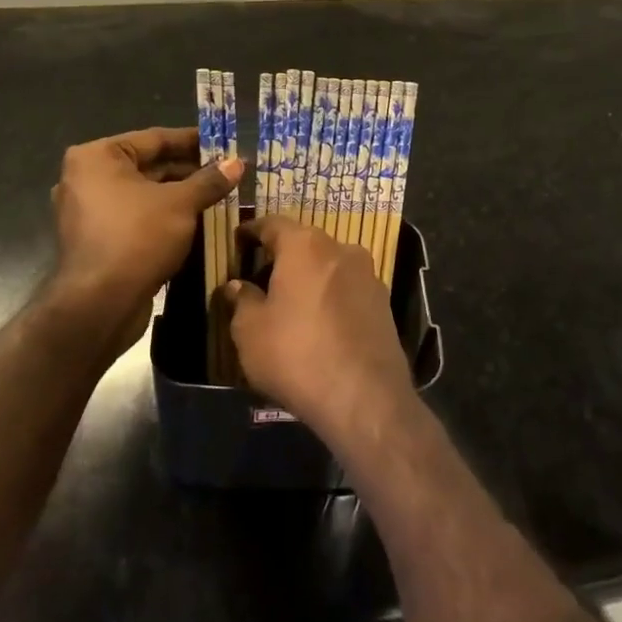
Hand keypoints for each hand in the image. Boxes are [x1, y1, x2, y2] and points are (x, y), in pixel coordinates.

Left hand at [49, 127, 242, 337]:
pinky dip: (164, 217)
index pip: (155, 139)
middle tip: (227, 173)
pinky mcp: (96, 240)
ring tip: (219, 196)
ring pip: (144, 195)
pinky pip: (136, 218)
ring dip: (180, 196)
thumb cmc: (137, 238)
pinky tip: (197, 222)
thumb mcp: (181, 204)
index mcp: (97, 157)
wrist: (100, 304)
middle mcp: (86, 178)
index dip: (193, 141)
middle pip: (148, 166)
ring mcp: (88, 211)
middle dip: (189, 171)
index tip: (224, 143)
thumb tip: (238, 163)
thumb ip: (209, 180)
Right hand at [225, 215, 415, 447]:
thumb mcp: (250, 331)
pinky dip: (330, 298)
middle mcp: (341, 249)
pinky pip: (347, 290)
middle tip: (260, 277)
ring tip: (289, 304)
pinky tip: (318, 323)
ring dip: (309, 278)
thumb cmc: (296, 354)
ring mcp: (368, 275)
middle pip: (304, 244)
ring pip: (329, 266)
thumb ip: (242, 301)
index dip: (252, 231)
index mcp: (305, 245)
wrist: (365, 397)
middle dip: (282, 257)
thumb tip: (237, 286)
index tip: (238, 241)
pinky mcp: (384, 303)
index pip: (272, 224)